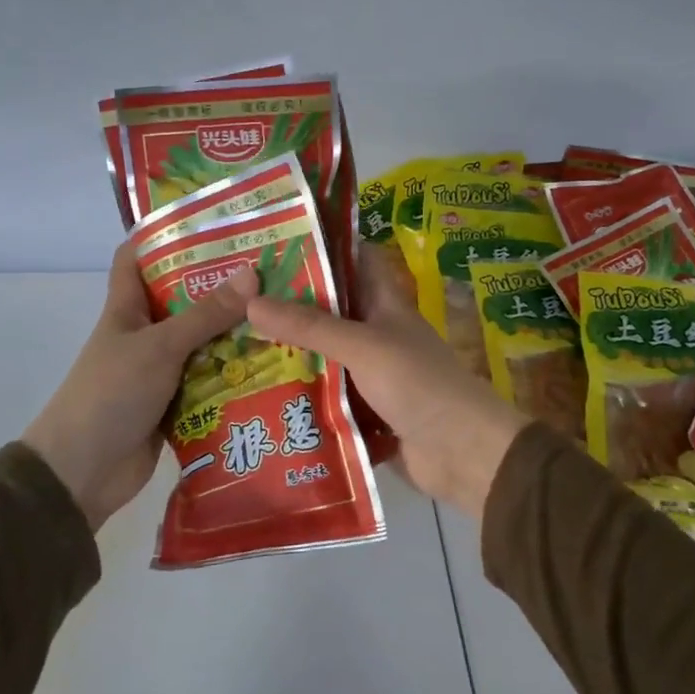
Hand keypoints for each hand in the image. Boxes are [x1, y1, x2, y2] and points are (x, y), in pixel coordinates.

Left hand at [24, 243, 256, 530]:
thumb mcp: (160, 347)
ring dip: (235, 333)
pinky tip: (273, 365)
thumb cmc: (111, 394)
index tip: (210, 222)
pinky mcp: (175, 403)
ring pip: (202, 342)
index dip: (163, 235)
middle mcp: (144, 333)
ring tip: (285, 314)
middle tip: (271, 270)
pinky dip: (234, 374)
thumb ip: (205, 315)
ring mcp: (159, 370)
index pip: (136, 257)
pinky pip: (210, 380)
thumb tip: (252, 275)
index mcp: (126, 308)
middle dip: (221, 286)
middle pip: (183, 299)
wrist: (83, 473)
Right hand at [247, 246, 527, 519]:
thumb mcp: (362, 345)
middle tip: (236, 297)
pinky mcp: (362, 412)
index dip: (324, 246)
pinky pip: (323, 396)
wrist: (461, 452)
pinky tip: (258, 393)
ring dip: (288, 353)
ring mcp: (370, 375)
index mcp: (385, 305)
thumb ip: (309, 326)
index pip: (356, 260)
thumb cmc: (417, 383)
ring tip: (234, 343)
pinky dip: (298, 395)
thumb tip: (250, 302)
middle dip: (289, 304)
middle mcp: (376, 335)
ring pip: (323, 356)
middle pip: (329, 311)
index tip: (278, 240)